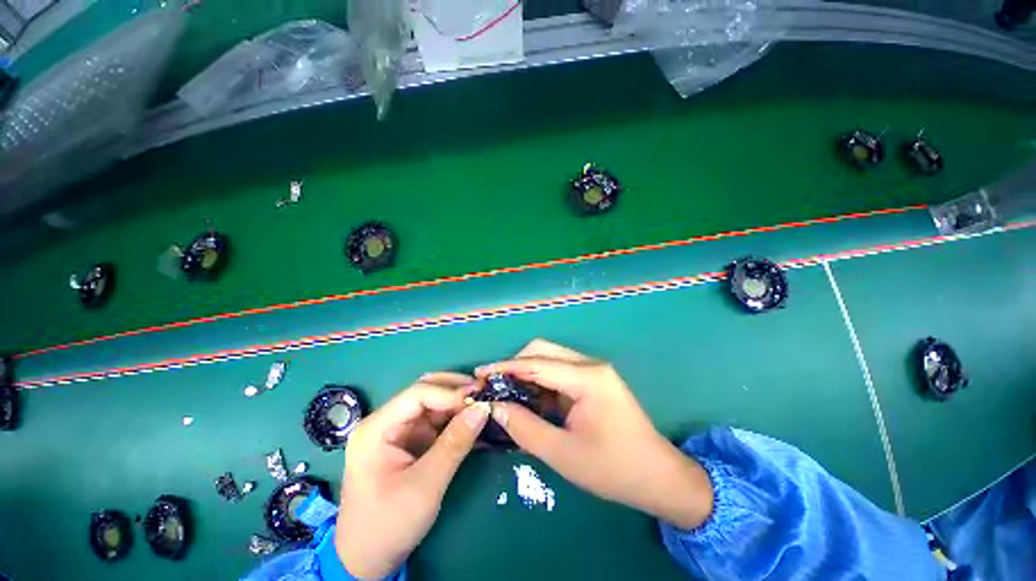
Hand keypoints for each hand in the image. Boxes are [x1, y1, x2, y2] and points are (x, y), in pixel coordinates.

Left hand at [336, 373, 490, 578]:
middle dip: (456, 391)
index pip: (418, 394)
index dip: (450, 392)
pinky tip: (474, 422)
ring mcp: (397, 432)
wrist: (367, 561)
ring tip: (484, 405)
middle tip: (484, 393)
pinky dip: (455, 420)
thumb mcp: (425, 485)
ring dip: (458, 404)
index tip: (479, 397)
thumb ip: (455, 443)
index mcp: (377, 429)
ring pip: (433, 405)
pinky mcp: (409, 442)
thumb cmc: (388, 525)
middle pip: (425, 393)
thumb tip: (483, 408)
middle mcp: (385, 422)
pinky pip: (435, 422)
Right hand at [477, 340, 713, 528]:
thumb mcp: (563, 454)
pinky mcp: (594, 380)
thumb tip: (495, 407)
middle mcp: (591, 365)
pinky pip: (560, 372)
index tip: (479, 373)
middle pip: (543, 351)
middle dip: (515, 365)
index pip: (537, 363)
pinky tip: (530, 400)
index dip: (505, 366)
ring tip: (507, 394)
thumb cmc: (614, 469)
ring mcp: (594, 371)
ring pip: (550, 359)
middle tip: (494, 386)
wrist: (660, 477)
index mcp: (587, 378)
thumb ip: (525, 428)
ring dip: (527, 374)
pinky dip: (540, 383)